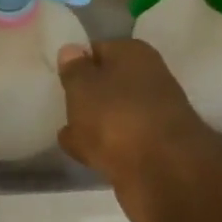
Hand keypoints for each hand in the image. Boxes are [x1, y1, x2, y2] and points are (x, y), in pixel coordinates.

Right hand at [56, 38, 221, 221]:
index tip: (58, 79)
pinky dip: (102, 146)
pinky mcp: (151, 149)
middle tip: (61, 106)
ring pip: (112, 114)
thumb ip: (74, 69)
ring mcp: (151, 116)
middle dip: (86, 96)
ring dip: (93, 123)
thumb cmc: (117, 117)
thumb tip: (71, 50)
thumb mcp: (83, 87)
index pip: (98, 49)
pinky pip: (118, 142)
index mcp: (134, 54)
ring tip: (67, 134)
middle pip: (107, 84)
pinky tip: (83, 154)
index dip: (77, 63)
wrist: (163, 172)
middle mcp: (148, 79)